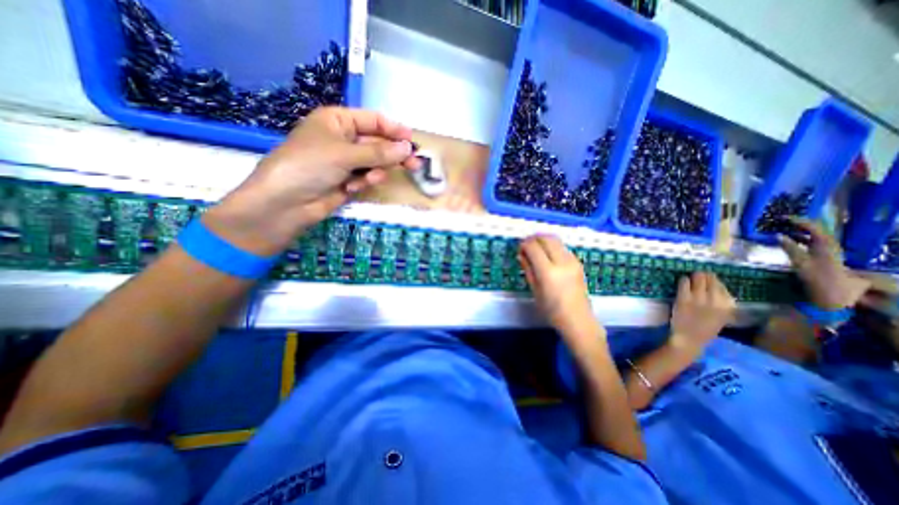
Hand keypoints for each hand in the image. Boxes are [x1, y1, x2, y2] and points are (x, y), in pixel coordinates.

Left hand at [201, 106, 419, 253]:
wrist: (285, 204)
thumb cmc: (309, 166)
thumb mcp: (344, 154)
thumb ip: (379, 152)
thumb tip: (408, 147)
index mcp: (338, 121)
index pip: (373, 120)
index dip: (394, 129)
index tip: (412, 140)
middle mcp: (343, 139)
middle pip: (378, 143)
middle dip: (393, 154)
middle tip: (415, 164)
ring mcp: (346, 162)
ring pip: (375, 163)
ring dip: (376, 171)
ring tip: (371, 179)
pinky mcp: (348, 181)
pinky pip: (367, 178)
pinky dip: (364, 182)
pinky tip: (352, 187)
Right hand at [520, 234, 595, 334]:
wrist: (578, 320)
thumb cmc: (552, 310)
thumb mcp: (535, 290)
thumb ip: (528, 269)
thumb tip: (521, 254)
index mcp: (548, 272)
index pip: (534, 247)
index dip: (524, 244)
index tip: (519, 248)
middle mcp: (562, 262)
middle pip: (546, 239)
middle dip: (534, 238)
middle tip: (526, 244)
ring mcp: (572, 261)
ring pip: (556, 240)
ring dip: (544, 240)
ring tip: (536, 248)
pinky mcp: (578, 263)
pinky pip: (562, 247)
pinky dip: (553, 246)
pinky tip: (548, 255)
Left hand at [671, 273, 731, 350]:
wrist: (690, 339)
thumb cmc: (704, 329)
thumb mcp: (721, 316)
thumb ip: (721, 304)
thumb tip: (718, 288)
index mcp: (727, 306)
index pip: (722, 286)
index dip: (715, 282)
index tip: (710, 281)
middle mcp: (715, 301)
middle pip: (710, 279)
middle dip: (704, 276)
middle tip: (699, 276)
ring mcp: (699, 299)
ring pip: (698, 278)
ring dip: (694, 277)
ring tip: (691, 278)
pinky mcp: (684, 299)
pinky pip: (684, 283)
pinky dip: (683, 280)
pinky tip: (683, 282)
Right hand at [780, 216, 870, 309]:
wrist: (834, 300)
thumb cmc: (819, 282)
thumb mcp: (802, 264)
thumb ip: (790, 249)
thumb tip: (777, 236)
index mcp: (827, 246)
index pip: (814, 227)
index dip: (799, 221)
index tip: (783, 217)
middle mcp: (830, 247)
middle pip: (816, 231)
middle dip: (799, 225)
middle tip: (780, 222)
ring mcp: (827, 253)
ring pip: (813, 237)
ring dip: (798, 232)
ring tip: (783, 229)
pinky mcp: (823, 259)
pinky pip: (810, 244)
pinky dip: (798, 240)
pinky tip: (789, 242)